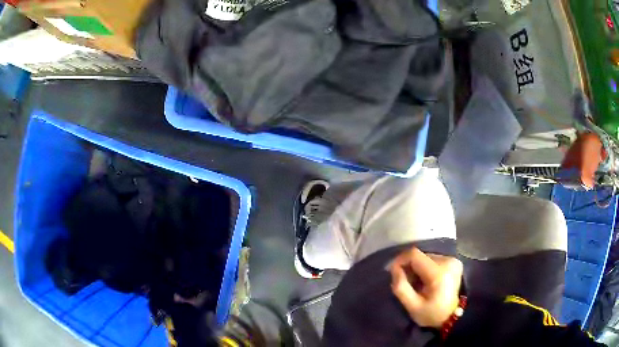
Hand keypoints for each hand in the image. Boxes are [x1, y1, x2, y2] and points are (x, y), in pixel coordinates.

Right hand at [390, 247, 462, 328]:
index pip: (415, 255)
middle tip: (404, 282)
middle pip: (420, 256)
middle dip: (408, 267)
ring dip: (416, 268)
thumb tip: (394, 268)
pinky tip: (424, 280)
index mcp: (439, 273)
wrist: (451, 317)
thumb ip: (400, 287)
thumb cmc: (431, 314)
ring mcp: (452, 260)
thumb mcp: (412, 306)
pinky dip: (424, 268)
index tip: (393, 272)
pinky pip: (432, 259)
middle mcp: (448, 262)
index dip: (400, 260)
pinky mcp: (453, 261)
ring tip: (415, 283)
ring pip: (425, 257)